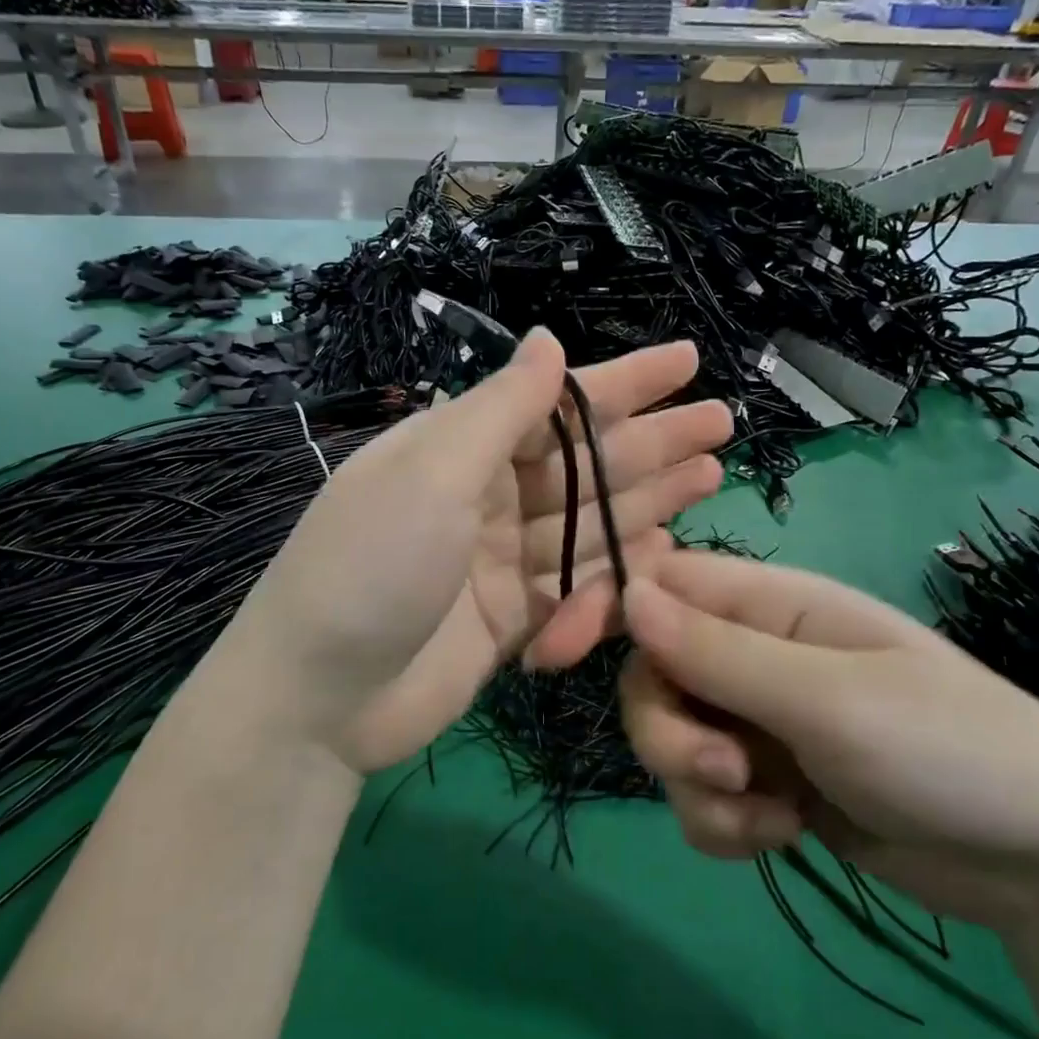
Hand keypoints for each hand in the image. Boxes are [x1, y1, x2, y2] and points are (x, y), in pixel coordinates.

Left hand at [224, 330, 730, 774]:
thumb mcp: (431, 474)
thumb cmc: (370, 567)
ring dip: (647, 499)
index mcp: (459, 448)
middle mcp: (483, 496)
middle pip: (583, 462)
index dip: (623, 382)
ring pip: (589, 521)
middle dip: (651, 441)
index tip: (686, 361)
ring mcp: (499, 560)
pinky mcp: (512, 618)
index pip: (556, 403)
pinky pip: (577, 584)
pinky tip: (663, 549)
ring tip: (709, 476)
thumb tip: (547, 339)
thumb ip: (500, 410)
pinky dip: (617, 570)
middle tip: (720, 422)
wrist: (318, 698)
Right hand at [620, 550, 1038, 932]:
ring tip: (766, 814)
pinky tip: (779, 835)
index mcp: (770, 604)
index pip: (656, 584)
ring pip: (670, 740)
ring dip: (697, 786)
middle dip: (667, 731)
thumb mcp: (828, 698)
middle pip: (650, 674)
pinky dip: (723, 821)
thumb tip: (627, 594)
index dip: (598, 610)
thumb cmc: (950, 750)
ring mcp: (757, 718)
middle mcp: (753, 652)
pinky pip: (701, 795)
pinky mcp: (765, 779)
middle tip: (724, 770)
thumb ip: (720, 650)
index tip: (549, 657)